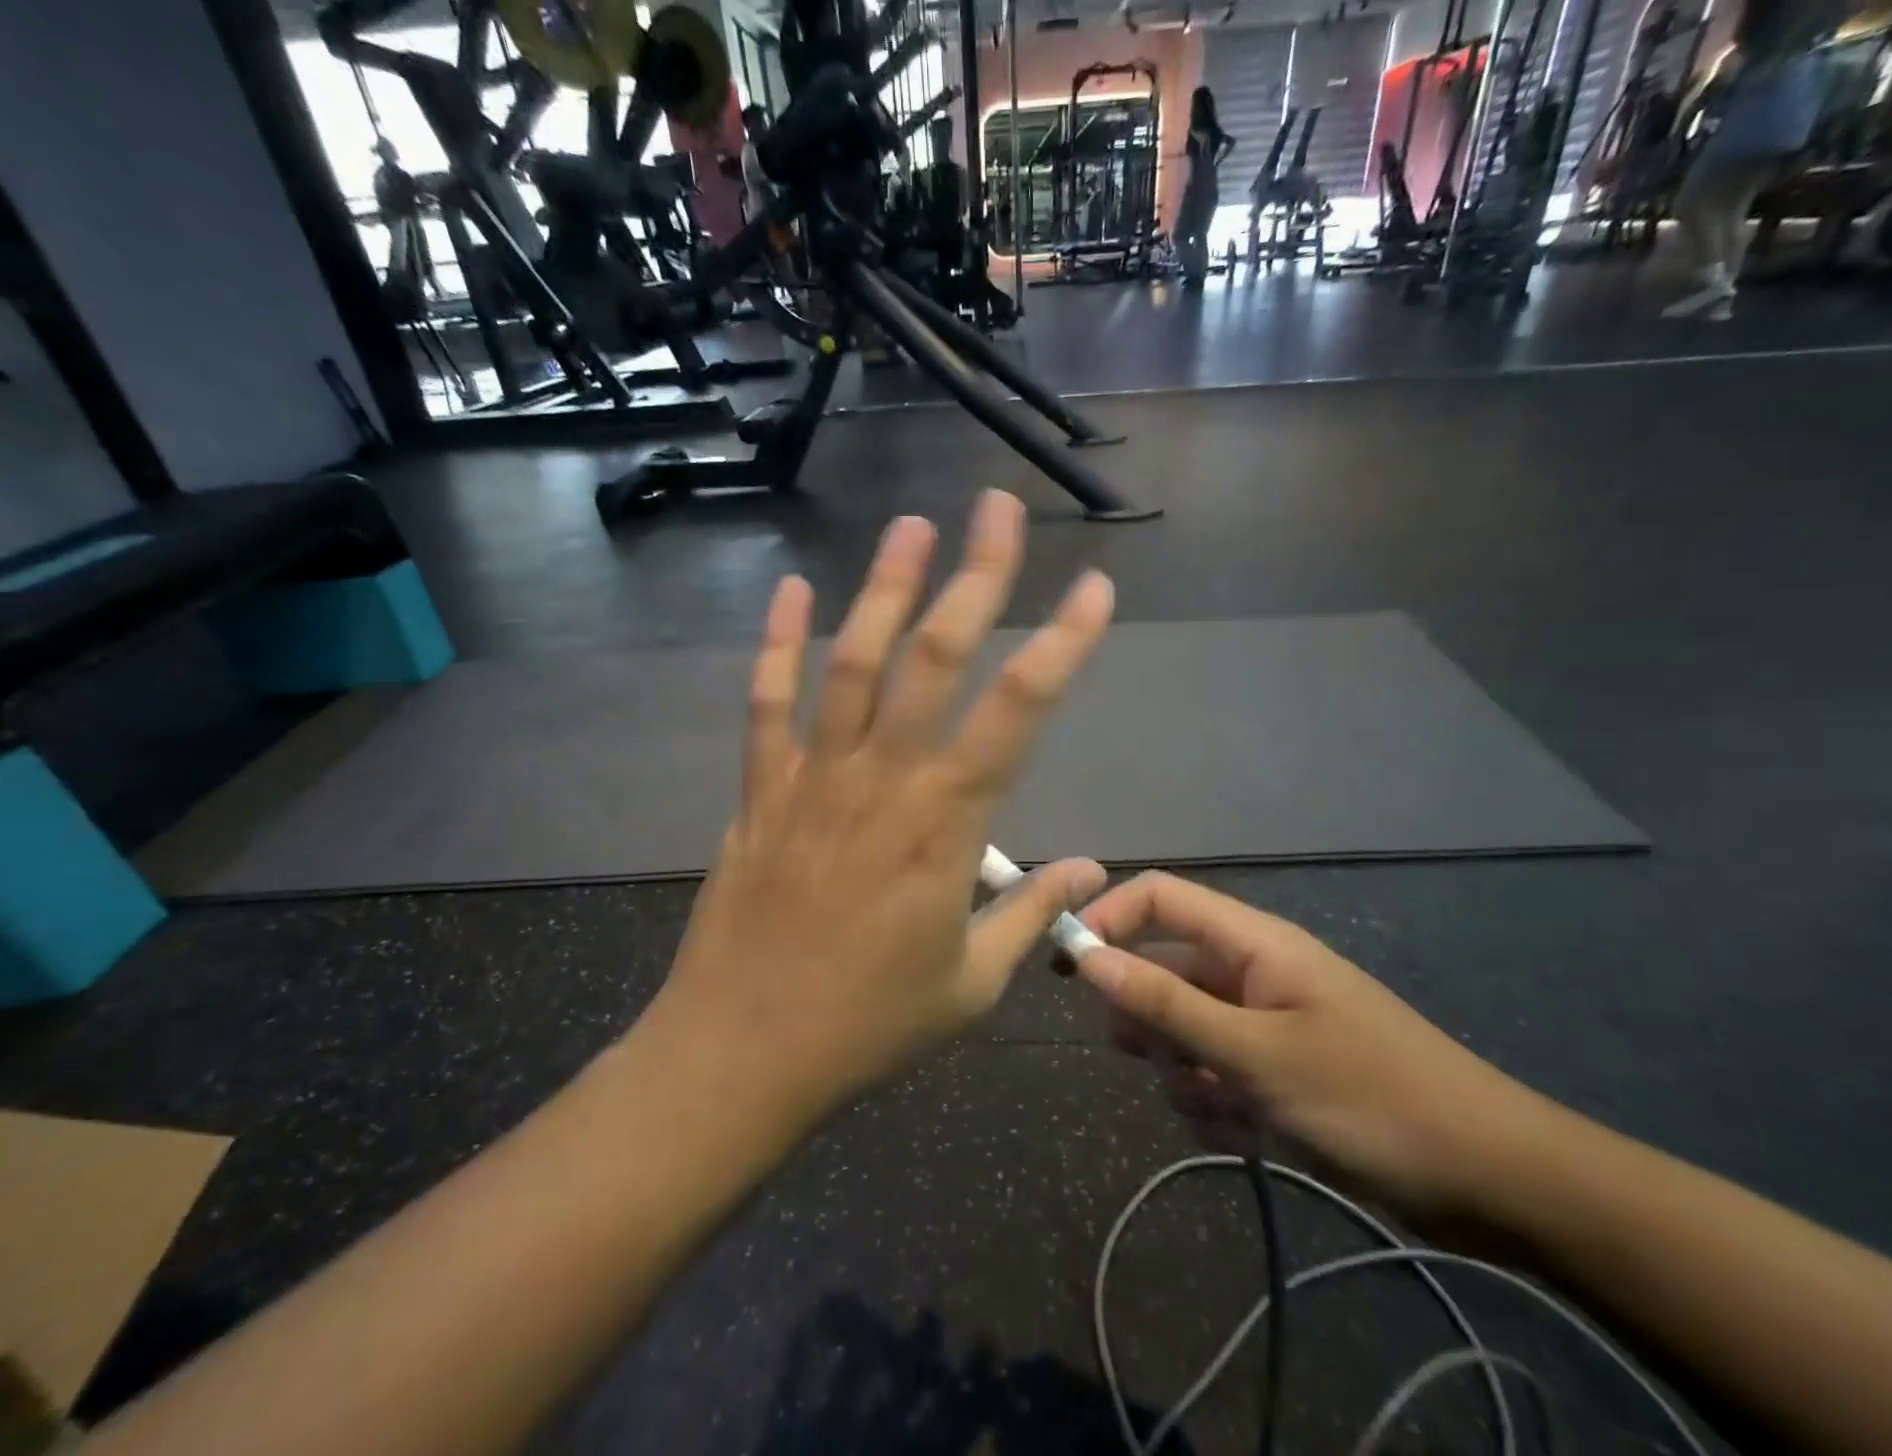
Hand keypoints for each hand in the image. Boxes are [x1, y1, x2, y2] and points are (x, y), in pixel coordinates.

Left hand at [654, 491, 1113, 1115]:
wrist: (745, 1050)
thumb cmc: (869, 1023)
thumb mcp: (972, 983)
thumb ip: (1031, 913)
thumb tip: (1093, 872)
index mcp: (945, 825)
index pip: (1019, 712)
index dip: (1062, 644)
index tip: (1093, 588)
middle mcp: (883, 780)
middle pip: (936, 658)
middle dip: (975, 577)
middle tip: (994, 509)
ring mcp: (813, 777)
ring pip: (852, 662)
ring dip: (884, 588)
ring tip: (911, 526)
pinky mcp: (760, 789)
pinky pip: (767, 703)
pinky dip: (778, 643)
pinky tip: (792, 589)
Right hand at [1076, 873, 1551, 1218]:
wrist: (1493, 1181)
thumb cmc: (1371, 1098)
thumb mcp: (1256, 1054)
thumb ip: (1167, 1004)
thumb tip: (1088, 956)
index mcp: (1253, 942)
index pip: (1160, 897)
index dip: (1110, 917)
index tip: (1070, 966)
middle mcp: (1253, 970)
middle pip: (1165, 966)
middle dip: (1146, 1012)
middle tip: (1150, 1056)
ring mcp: (1265, 1020)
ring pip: (1185, 1026)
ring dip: (1181, 1066)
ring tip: (1214, 1103)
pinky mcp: (1277, 1068)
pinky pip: (1215, 1070)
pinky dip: (1213, 1099)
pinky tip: (1240, 1130)